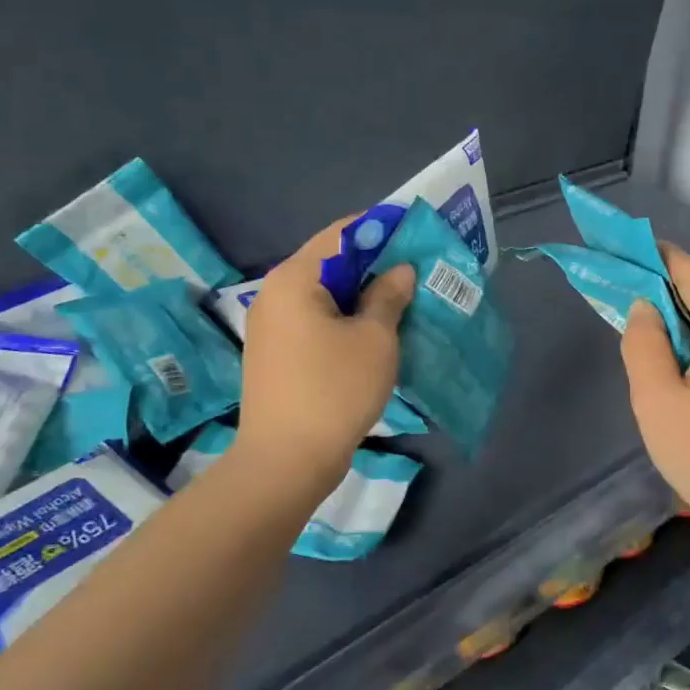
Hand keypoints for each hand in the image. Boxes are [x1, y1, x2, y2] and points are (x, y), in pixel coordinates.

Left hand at [236, 218, 415, 480]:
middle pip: (331, 262)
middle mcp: (275, 294)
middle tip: (417, 268)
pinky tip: (376, 329)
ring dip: (362, 293)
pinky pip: (316, 319)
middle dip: (375, 263)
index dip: (381, 228)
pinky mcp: (277, 353)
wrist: (286, 461)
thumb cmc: (335, 390)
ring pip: (325, 294)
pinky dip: (346, 317)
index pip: (341, 233)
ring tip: (403, 298)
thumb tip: (400, 271)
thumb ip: (388, 296)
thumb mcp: (375, 339)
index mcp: (294, 279)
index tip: (415, 232)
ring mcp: (272, 326)